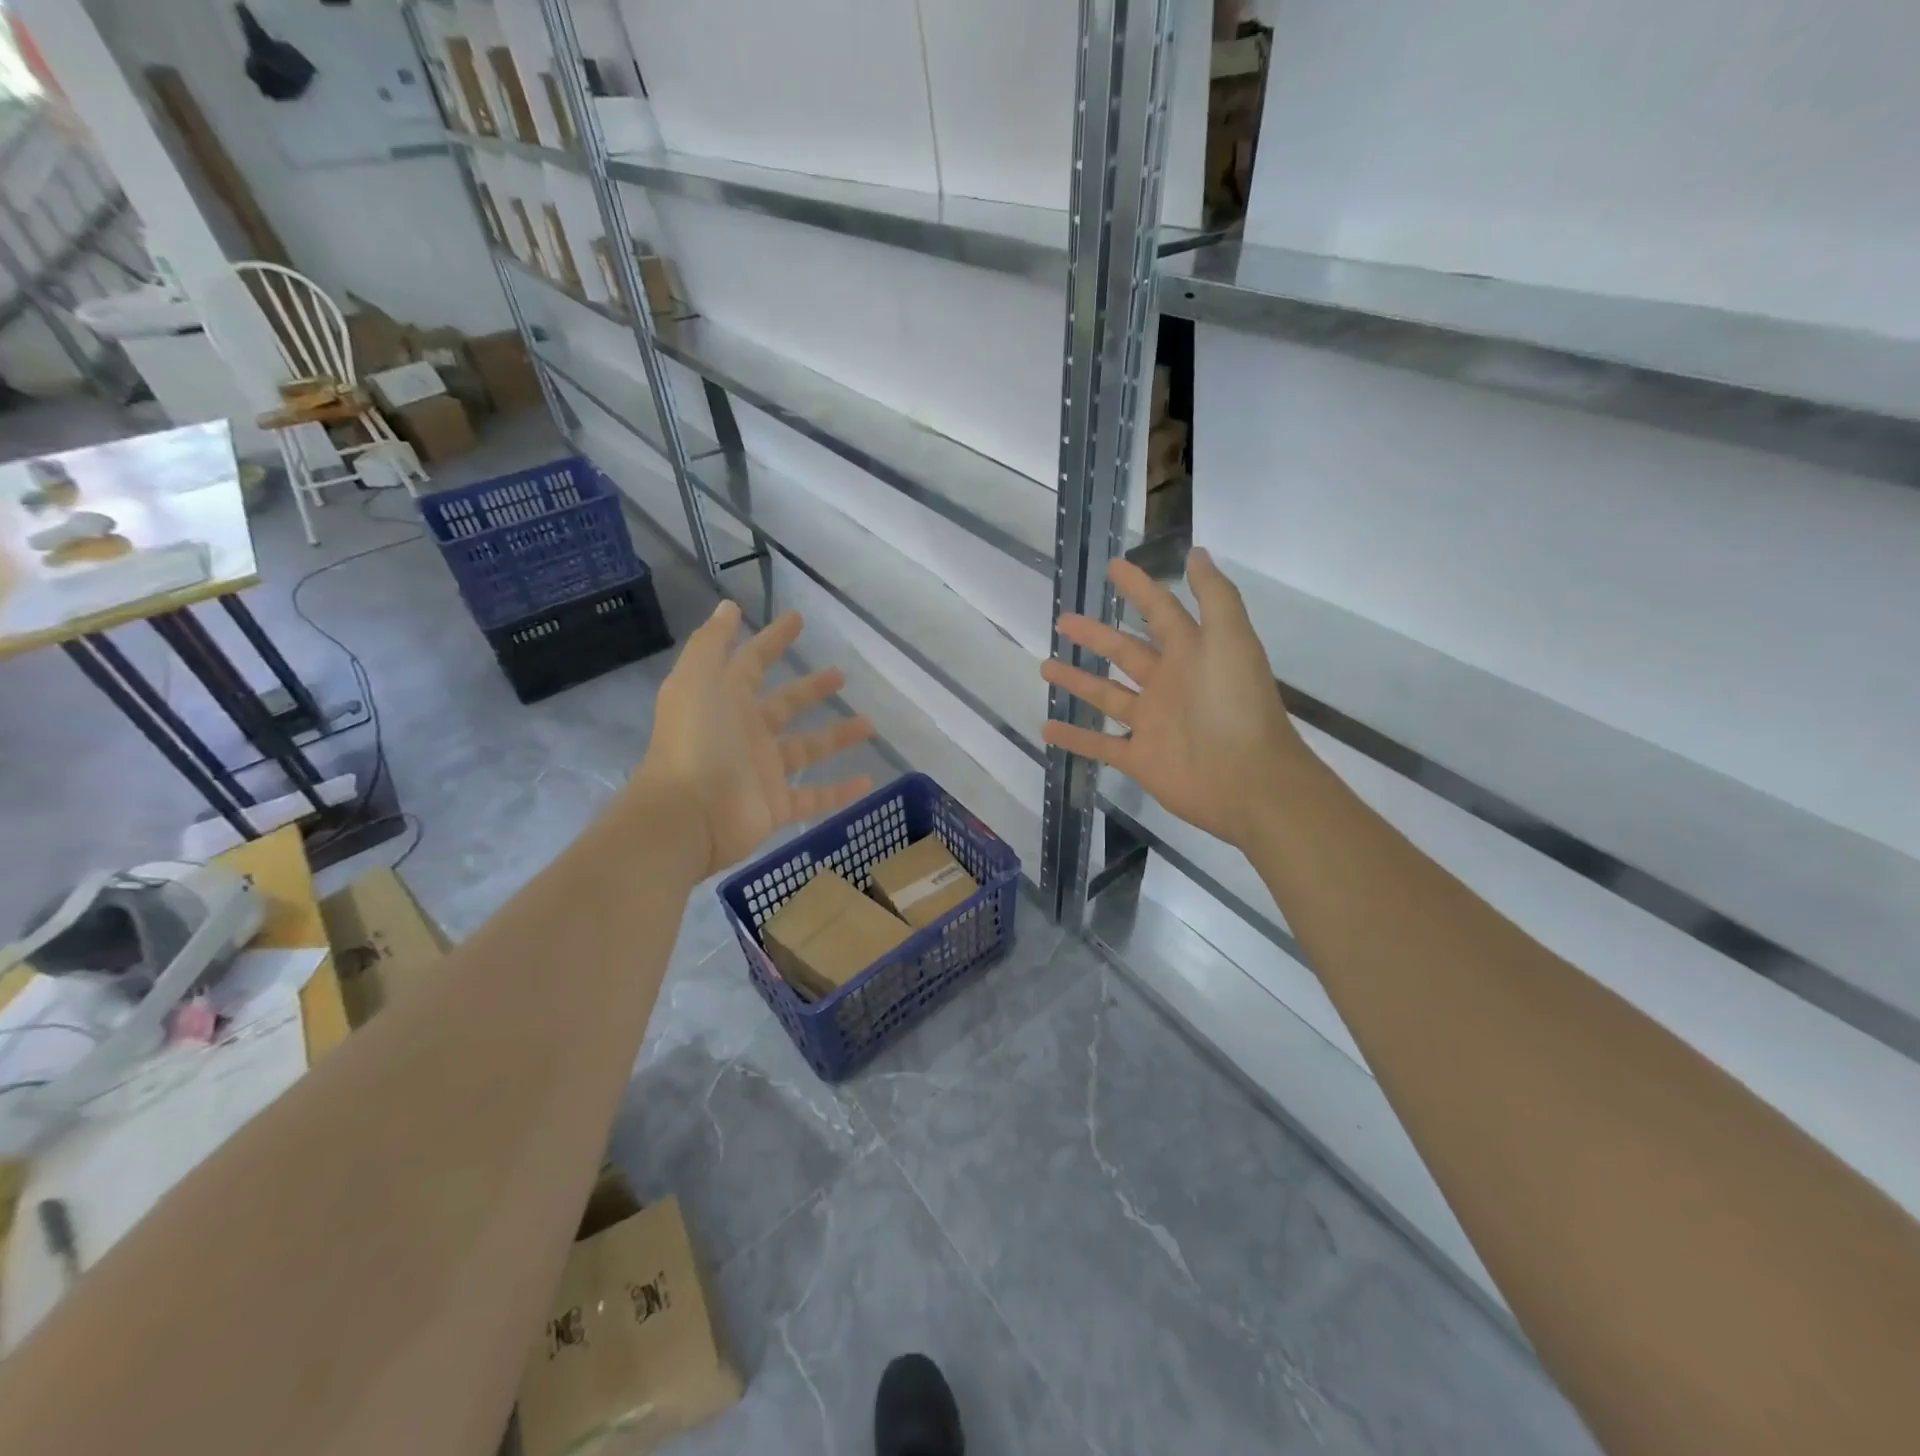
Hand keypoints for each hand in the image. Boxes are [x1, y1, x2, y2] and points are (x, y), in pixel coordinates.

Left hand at [638, 603, 876, 876]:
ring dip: (837, 736)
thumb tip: (728, 606)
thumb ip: (711, 643)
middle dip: (811, 689)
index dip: (773, 640)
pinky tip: (868, 780)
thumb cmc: (694, 742)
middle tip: (841, 676)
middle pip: (785, 705)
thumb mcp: (696, 681)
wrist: (687, 816)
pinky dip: (840, 791)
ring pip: (807, 749)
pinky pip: (815, 797)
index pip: (753, 662)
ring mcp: (762, 771)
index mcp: (725, 700)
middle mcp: (745, 733)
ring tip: (870, 724)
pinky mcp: (776, 806)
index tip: (798, 619)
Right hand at [1041, 549, 1307, 849]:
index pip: (1159, 611)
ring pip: (1106, 695)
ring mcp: (1152, 723)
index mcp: (1191, 653)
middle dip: (1095, 635)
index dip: (1138, 588)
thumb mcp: (1231, 639)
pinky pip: (1100, 744)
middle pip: (1124, 652)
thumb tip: (1196, 552)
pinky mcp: (1139, 758)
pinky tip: (1047, 727)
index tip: (1112, 567)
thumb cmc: (1237, 705)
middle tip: (1062, 620)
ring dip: (1078, 682)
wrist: (1248, 780)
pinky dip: (1074, 737)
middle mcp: (1168, 683)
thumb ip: (1214, 596)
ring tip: (1045, 667)